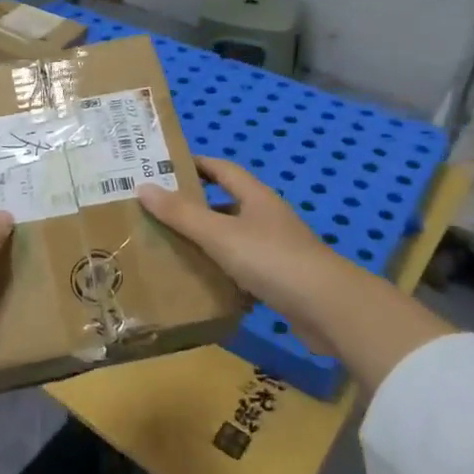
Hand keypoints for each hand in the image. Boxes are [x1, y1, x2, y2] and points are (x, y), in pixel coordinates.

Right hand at [138, 157, 343, 352]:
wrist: (330, 309)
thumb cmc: (272, 259)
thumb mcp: (220, 234)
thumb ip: (182, 214)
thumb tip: (143, 187)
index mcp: (256, 197)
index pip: (223, 169)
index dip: (196, 164)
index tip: (166, 167)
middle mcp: (268, 218)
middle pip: (227, 204)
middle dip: (196, 206)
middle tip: (159, 212)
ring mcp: (278, 250)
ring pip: (235, 238)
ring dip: (208, 242)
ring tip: (172, 248)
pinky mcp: (282, 281)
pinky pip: (245, 270)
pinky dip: (224, 273)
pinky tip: (203, 284)